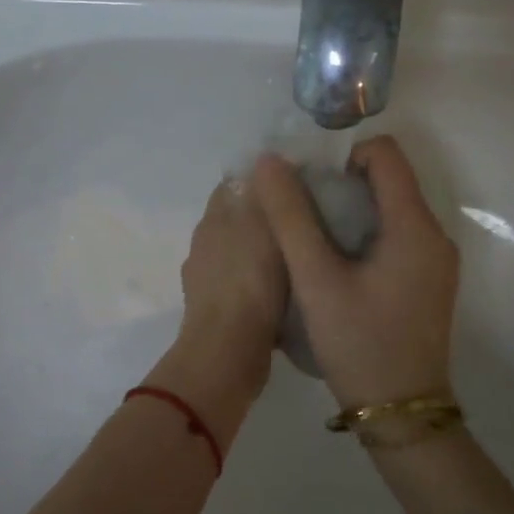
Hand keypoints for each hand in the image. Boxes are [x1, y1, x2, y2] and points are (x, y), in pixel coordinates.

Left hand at [163, 177, 285, 394]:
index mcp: (214, 218)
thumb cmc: (251, 282)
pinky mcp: (218, 313)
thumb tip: (266, 162)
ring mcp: (207, 281)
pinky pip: (245, 288)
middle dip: (268, 218)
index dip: (264, 180)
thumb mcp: (266, 226)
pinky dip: (263, 286)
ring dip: (266, 255)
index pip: (235, 183)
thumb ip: (266, 194)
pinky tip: (288, 294)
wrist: (228, 351)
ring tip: (304, 257)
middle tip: (308, 221)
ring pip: (242, 255)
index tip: (297, 185)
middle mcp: (205, 244)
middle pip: (239, 219)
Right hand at [252, 136, 459, 409]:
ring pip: (390, 211)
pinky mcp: (429, 281)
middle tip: (301, 216)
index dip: (342, 156)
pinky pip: (396, 238)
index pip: (385, 153)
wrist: (401, 414)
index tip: (309, 187)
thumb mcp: (316, 279)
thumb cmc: (360, 344)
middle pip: (388, 181)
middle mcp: (435, 235)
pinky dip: (364, 237)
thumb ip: (291, 218)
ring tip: (313, 244)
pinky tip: (337, 268)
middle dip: (341, 186)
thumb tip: (269, 162)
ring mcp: (436, 261)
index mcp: (415, 226)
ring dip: (350, 213)